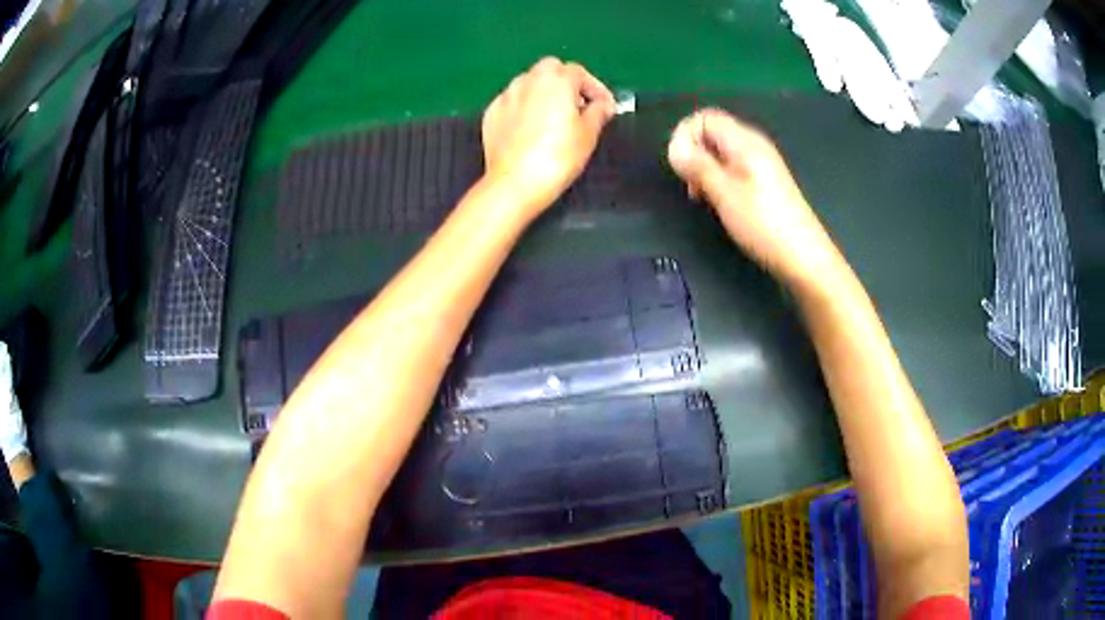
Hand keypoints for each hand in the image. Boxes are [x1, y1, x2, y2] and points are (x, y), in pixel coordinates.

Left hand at [481, 57, 615, 217]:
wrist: (515, 183)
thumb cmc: (557, 157)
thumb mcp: (588, 135)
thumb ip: (598, 113)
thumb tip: (602, 105)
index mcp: (556, 81)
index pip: (579, 72)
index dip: (595, 88)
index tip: (604, 106)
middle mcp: (529, 81)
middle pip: (551, 68)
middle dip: (566, 81)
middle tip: (577, 105)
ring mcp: (506, 96)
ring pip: (528, 82)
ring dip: (543, 92)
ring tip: (553, 116)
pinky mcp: (491, 113)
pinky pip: (512, 101)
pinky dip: (524, 107)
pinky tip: (531, 128)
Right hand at [667, 108, 840, 285]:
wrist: (803, 256)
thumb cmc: (764, 224)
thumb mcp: (724, 193)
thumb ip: (698, 166)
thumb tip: (674, 147)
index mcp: (745, 142)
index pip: (705, 117)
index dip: (685, 135)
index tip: (679, 166)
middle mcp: (753, 145)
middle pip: (711, 132)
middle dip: (693, 153)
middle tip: (691, 185)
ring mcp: (760, 163)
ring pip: (719, 152)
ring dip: (703, 169)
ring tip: (702, 197)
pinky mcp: (763, 181)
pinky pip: (731, 167)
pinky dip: (718, 179)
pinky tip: (719, 202)